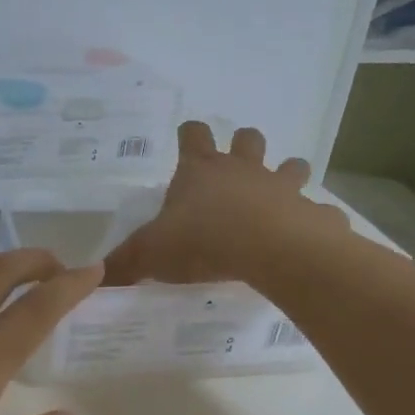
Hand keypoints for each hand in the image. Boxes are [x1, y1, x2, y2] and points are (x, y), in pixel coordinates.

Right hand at [102, 121, 346, 286]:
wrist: (270, 250)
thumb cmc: (204, 241)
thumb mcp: (151, 254)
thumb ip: (124, 264)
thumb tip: (94, 279)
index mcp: (201, 171)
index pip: (193, 135)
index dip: (190, 135)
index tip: (188, 138)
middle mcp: (243, 171)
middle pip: (247, 139)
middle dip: (244, 145)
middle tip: (238, 164)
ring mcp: (282, 188)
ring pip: (292, 166)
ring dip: (288, 174)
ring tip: (281, 194)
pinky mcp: (312, 213)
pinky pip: (320, 212)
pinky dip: (315, 220)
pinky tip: (308, 236)